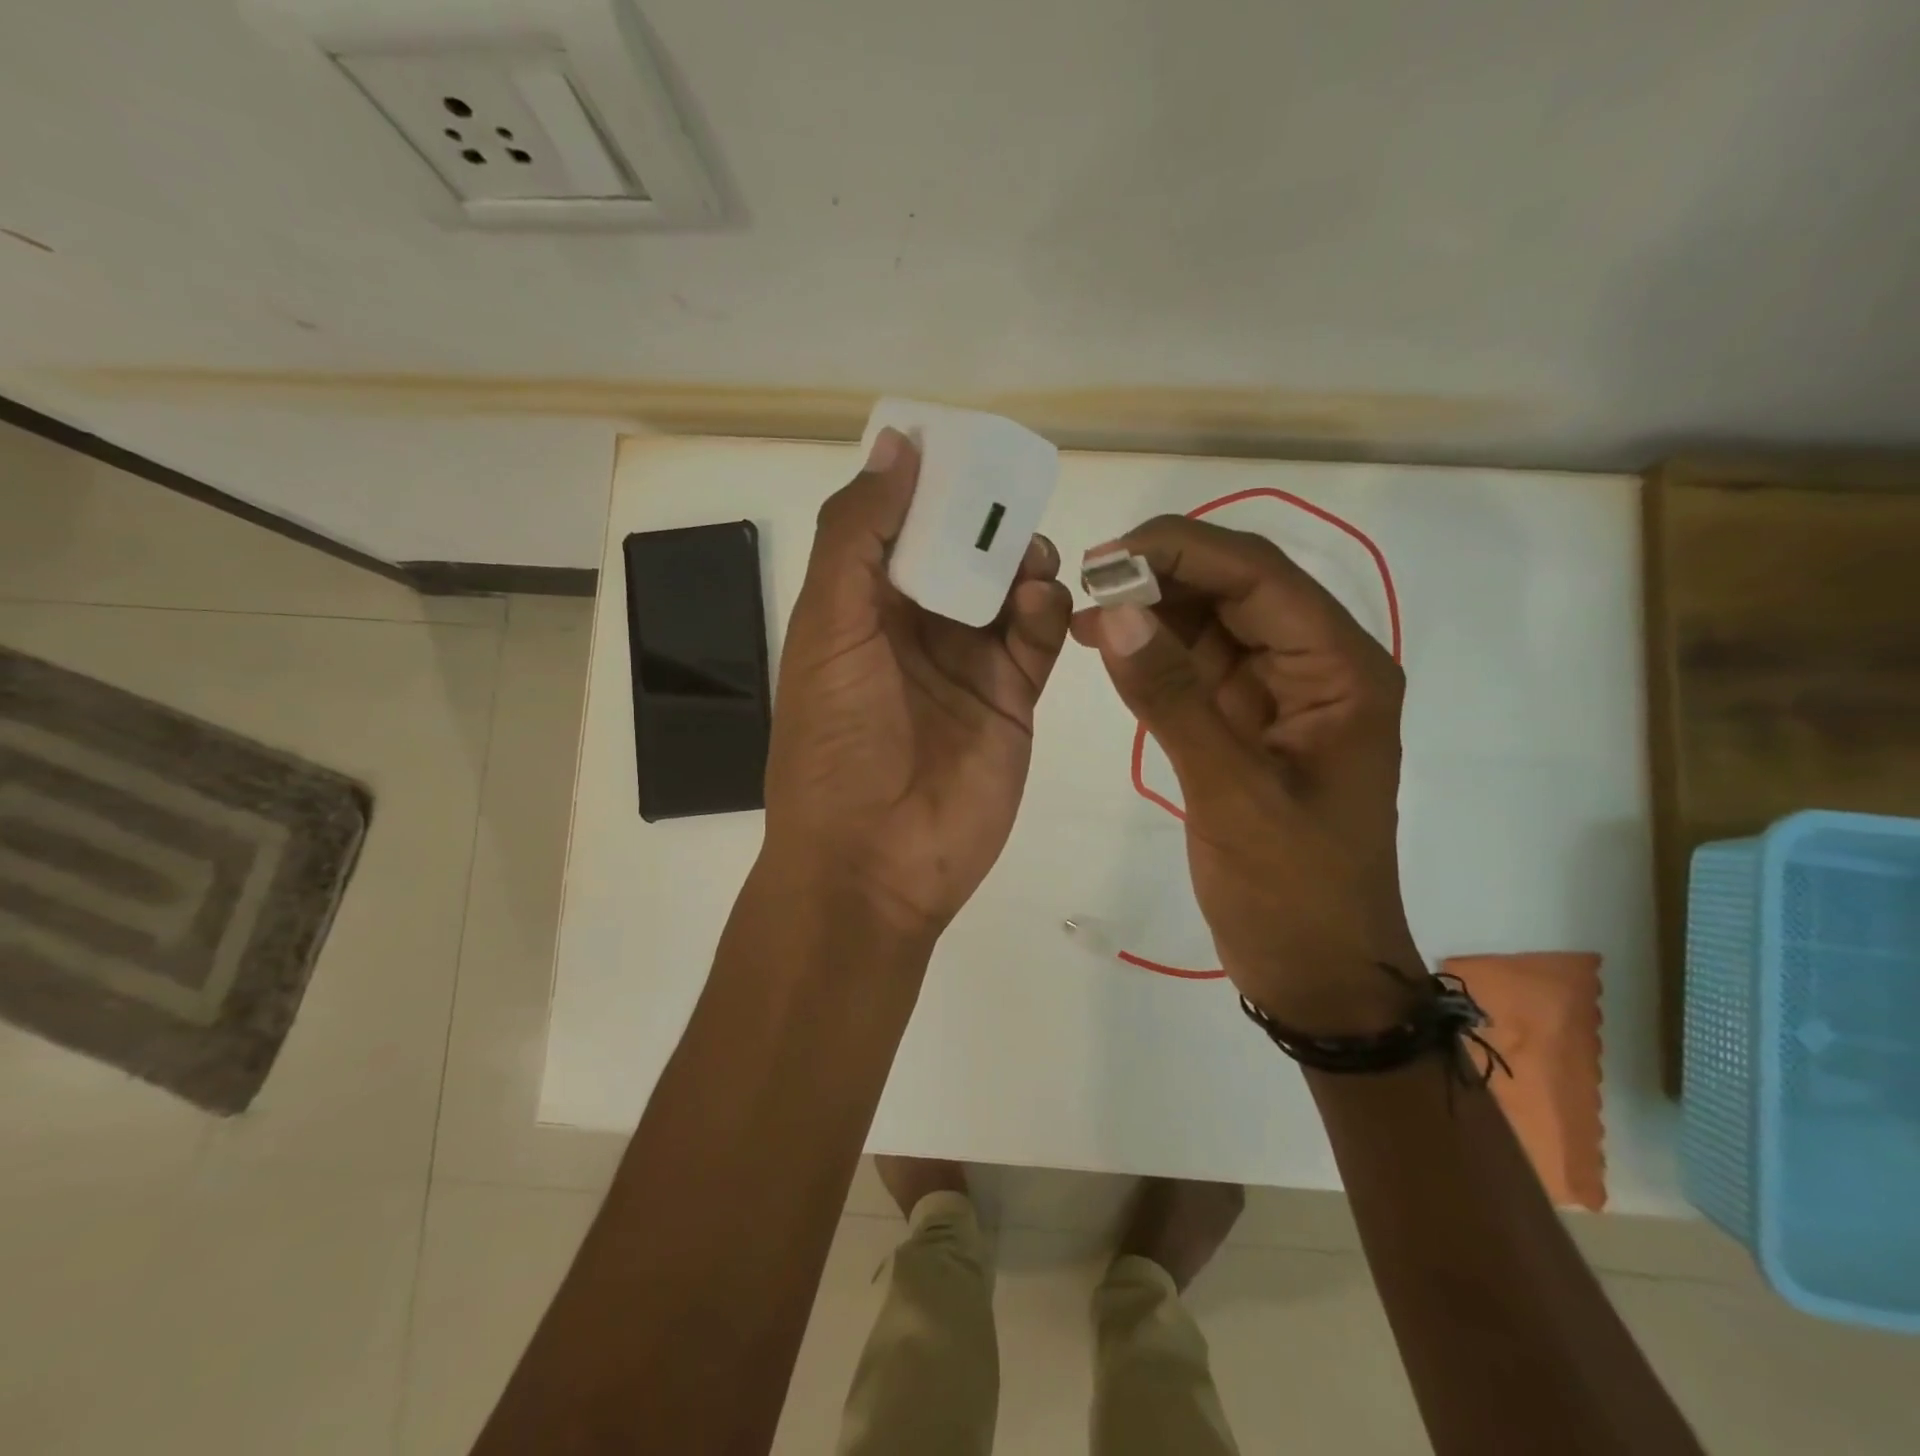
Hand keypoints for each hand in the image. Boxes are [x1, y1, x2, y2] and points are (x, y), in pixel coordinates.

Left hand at [764, 429, 1072, 936]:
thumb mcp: (829, 628)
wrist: (874, 860)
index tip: (964, 447)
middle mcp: (915, 630)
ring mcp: (967, 665)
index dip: (927, 485)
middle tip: (1010, 501)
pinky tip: (1038, 606)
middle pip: (961, 553)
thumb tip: (896, 444)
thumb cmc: (836, 740)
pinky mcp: (1012, 699)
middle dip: (985, 522)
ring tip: (1028, 560)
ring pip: (1006, 589)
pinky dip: (1045, 611)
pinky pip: (1037, 638)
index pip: (899, 526)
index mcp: (861, 608)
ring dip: (1020, 563)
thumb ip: (858, 536)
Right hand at [1070, 516, 1417, 1031]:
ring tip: (1082, 611)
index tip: (1106, 556)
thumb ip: (1173, 699)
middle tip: (1084, 582)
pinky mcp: (1246, 721)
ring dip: (1151, 609)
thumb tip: (1111, 613)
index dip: (1183, 551)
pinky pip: (1196, 666)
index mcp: (1340, 670)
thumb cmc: (1292, 889)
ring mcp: (1279, 693)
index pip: (1260, 577)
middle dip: (1162, 575)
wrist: (1314, 969)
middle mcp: (1316, 666)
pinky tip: (1106, 648)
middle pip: (1236, 588)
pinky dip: (1152, 653)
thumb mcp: (1232, 794)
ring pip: (1212, 621)